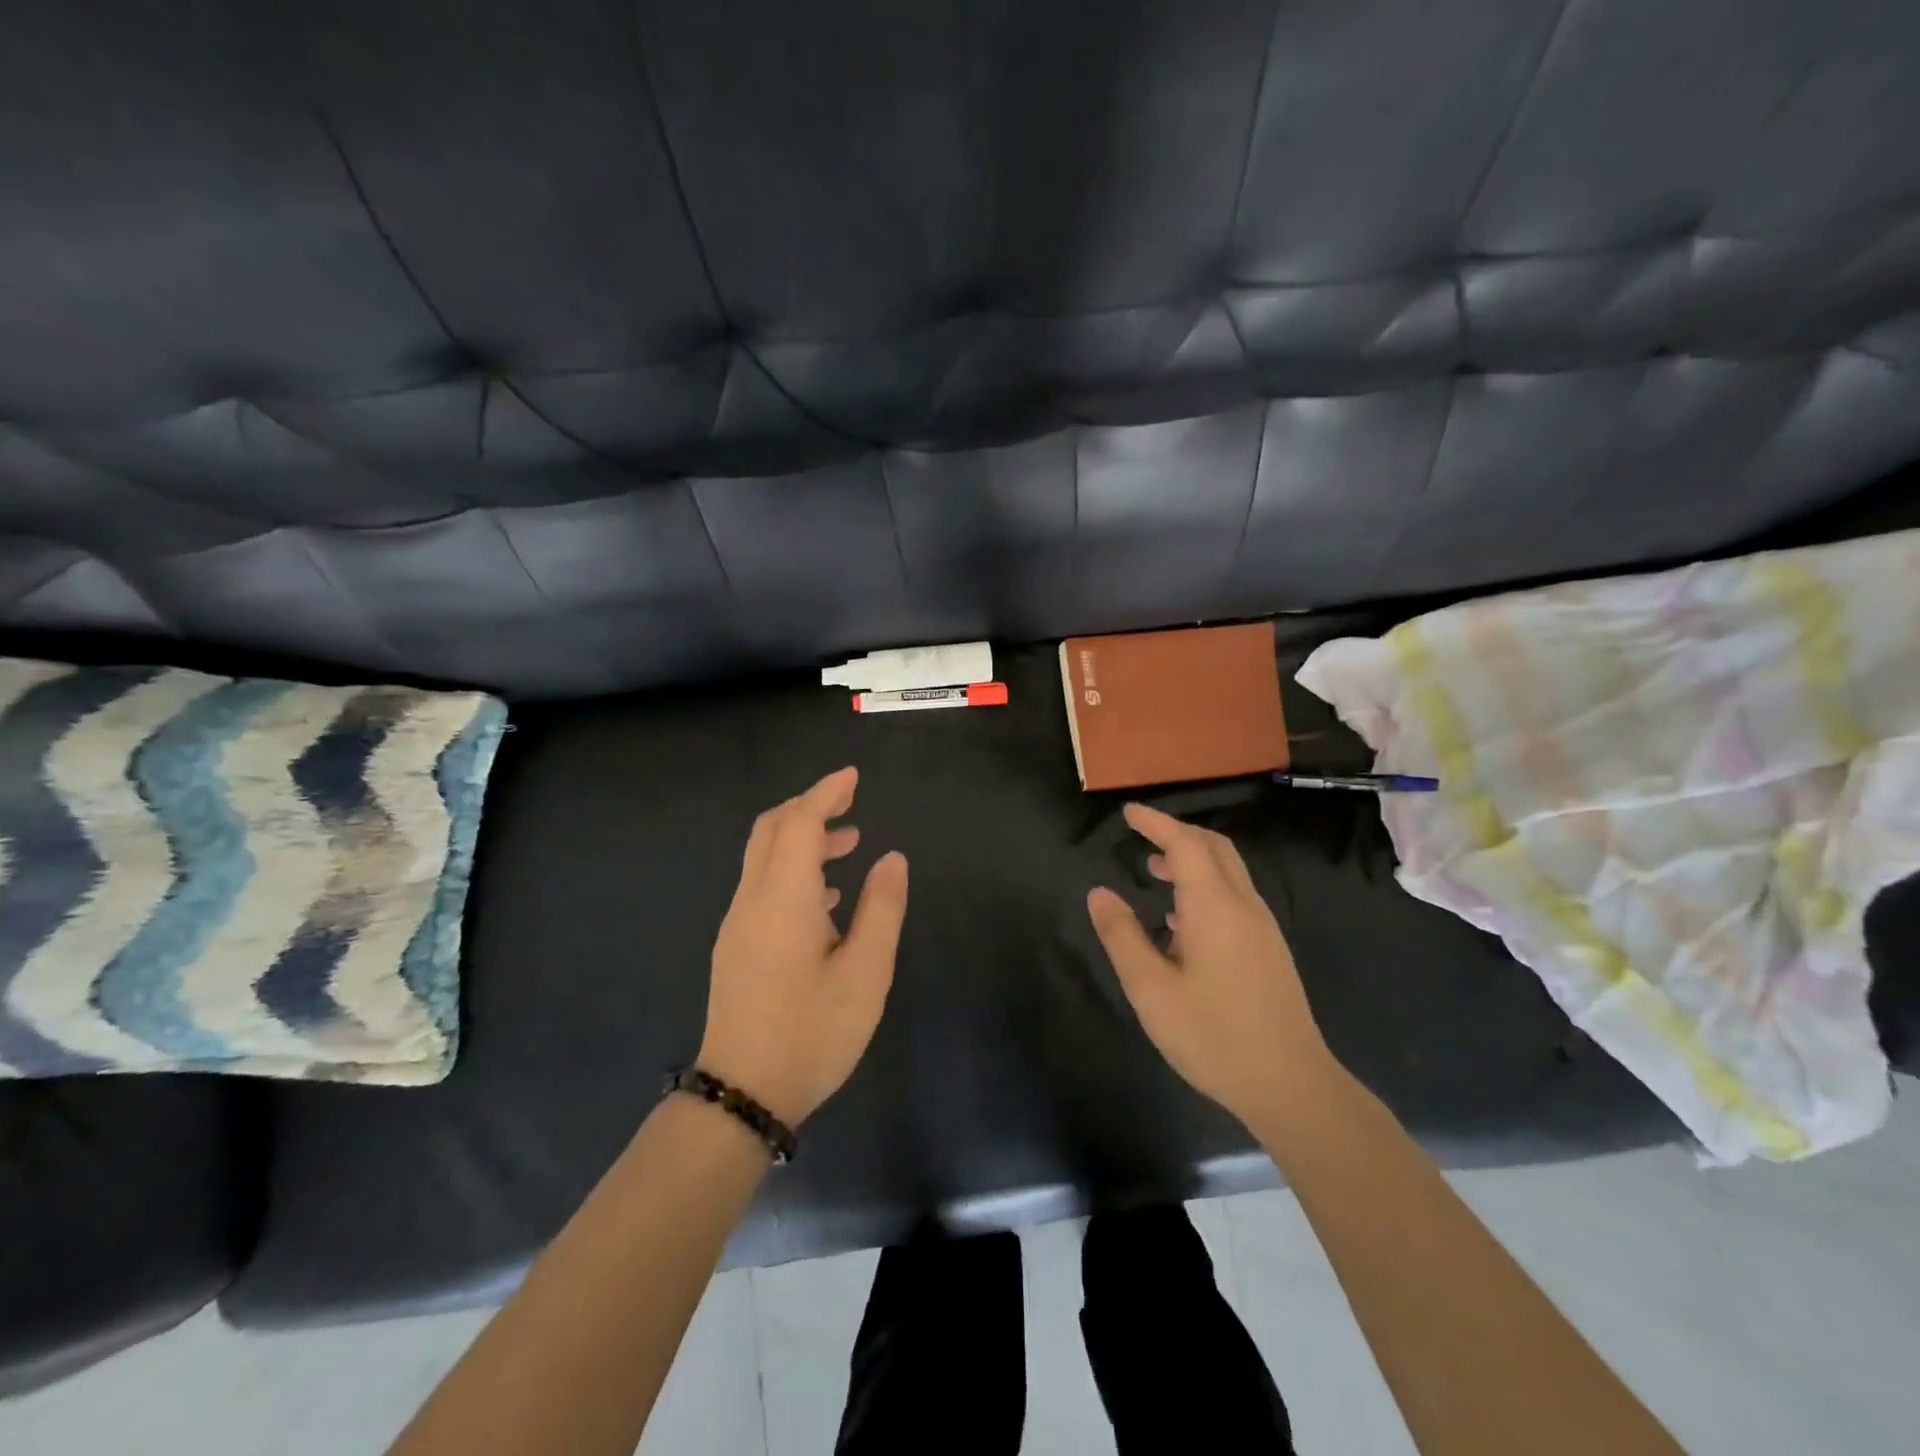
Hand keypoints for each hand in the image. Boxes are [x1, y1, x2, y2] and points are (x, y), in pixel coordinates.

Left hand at [699, 767, 907, 1126]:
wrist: (742, 1095)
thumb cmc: (812, 1032)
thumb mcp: (865, 973)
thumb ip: (881, 909)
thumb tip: (892, 858)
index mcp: (783, 899)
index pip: (800, 823)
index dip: (826, 794)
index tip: (853, 777)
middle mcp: (753, 900)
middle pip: (772, 830)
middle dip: (810, 806)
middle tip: (850, 802)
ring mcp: (738, 924)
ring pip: (764, 856)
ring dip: (803, 838)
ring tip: (850, 845)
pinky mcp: (736, 945)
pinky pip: (762, 884)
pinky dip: (793, 868)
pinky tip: (826, 897)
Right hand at [1087, 803, 1335, 1128]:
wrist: (1291, 1085)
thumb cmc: (1213, 1035)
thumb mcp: (1151, 989)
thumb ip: (1122, 936)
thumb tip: (1099, 893)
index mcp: (1214, 906)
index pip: (1185, 844)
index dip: (1156, 823)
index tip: (1128, 813)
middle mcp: (1243, 905)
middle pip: (1214, 848)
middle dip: (1177, 833)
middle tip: (1141, 836)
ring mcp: (1261, 928)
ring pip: (1227, 872)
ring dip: (1192, 860)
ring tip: (1153, 874)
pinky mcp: (1268, 950)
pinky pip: (1234, 897)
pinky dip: (1205, 886)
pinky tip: (1180, 922)